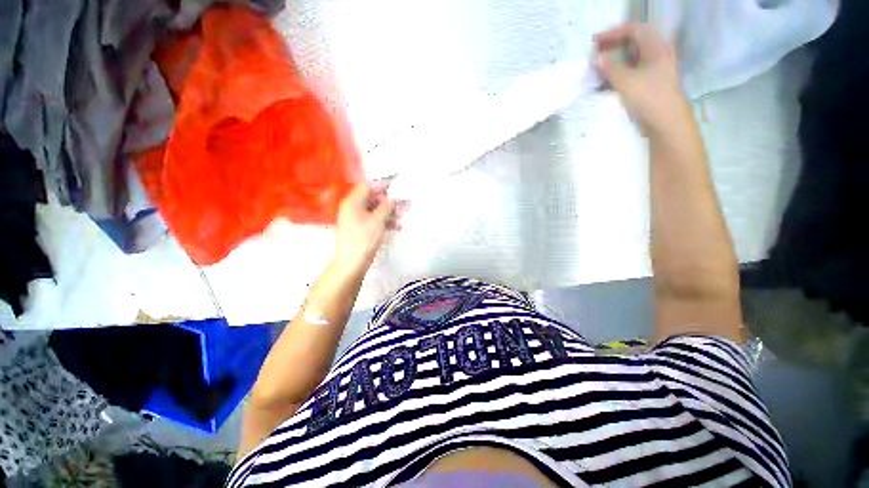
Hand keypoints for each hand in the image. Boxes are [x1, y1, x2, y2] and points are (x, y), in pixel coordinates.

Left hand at [333, 182, 405, 271]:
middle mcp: (353, 208)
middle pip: (372, 199)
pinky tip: (397, 227)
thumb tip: (393, 198)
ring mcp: (356, 219)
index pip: (367, 186)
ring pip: (375, 210)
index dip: (382, 185)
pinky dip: (384, 222)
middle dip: (389, 201)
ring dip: (389, 212)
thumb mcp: (378, 220)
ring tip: (402, 216)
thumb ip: (386, 206)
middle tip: (403, 204)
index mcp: (353, 202)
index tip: (396, 187)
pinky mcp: (360, 229)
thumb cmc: (364, 238)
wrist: (352, 262)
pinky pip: (373, 220)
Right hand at [594, 23, 687, 134]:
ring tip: (595, 73)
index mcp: (656, 47)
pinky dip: (616, 77)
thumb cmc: (649, 98)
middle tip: (594, 56)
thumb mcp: (626, 81)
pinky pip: (630, 75)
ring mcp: (653, 70)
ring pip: (630, 61)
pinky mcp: (649, 85)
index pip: (633, 30)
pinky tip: (604, 86)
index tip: (593, 42)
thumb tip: (595, 58)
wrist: (666, 123)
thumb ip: (609, 68)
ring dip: (612, 65)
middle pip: (632, 44)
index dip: (612, 33)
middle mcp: (656, 55)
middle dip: (611, 48)